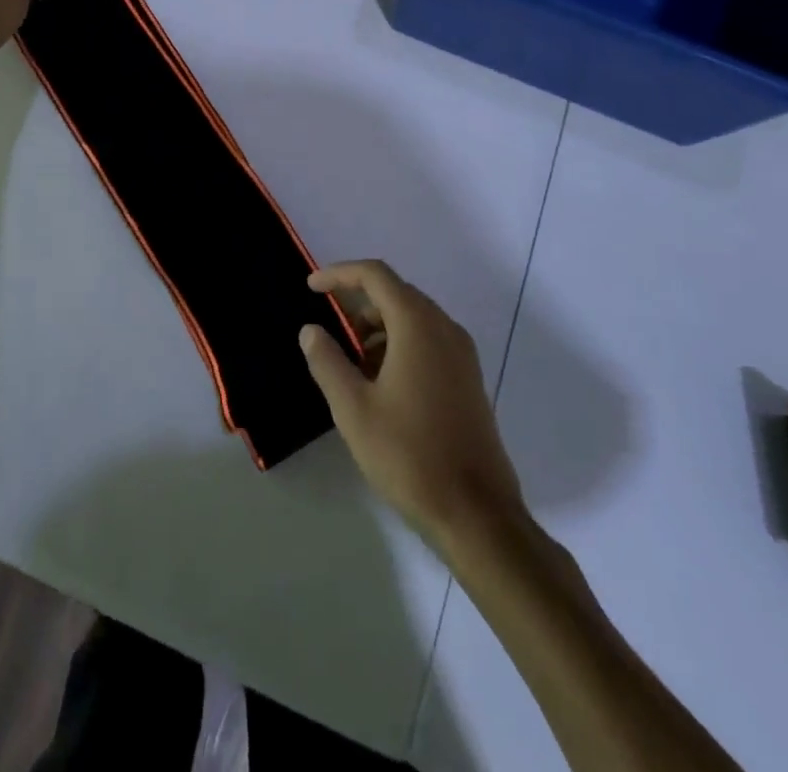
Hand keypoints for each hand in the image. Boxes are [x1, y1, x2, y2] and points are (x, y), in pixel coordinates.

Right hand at [301, 260, 524, 554]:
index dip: (339, 274)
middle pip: (395, 293)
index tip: (311, 288)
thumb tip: (311, 330)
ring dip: (377, 328)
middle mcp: (444, 328)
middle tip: (328, 331)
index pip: (375, 275)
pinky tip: (379, 385)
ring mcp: (462, 355)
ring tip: (350, 366)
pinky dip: (398, 346)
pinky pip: (427, 342)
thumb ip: (327, 361)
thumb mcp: (353, 408)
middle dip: (357, 304)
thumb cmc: (408, 455)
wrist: (477, 514)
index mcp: (417, 325)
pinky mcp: (468, 379)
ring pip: (412, 319)